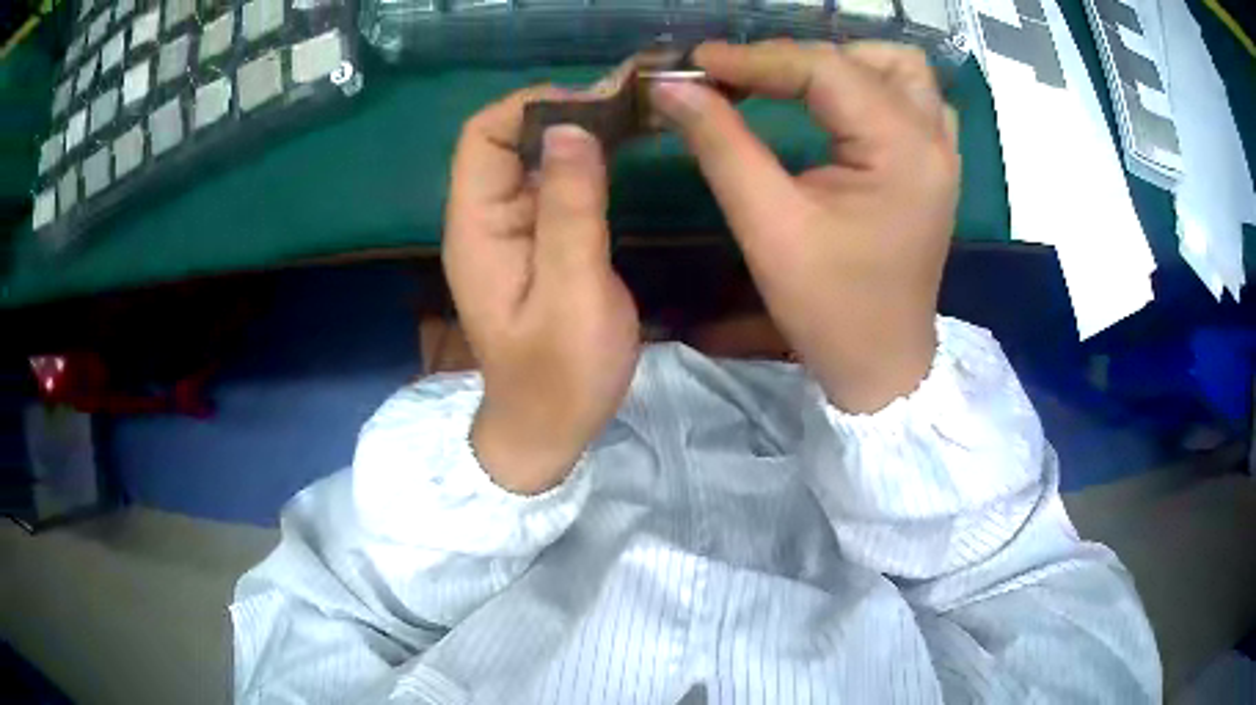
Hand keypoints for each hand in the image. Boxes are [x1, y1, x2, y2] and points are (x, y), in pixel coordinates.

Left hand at [444, 87, 639, 494]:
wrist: (548, 429)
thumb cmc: (559, 376)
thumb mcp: (573, 294)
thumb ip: (569, 209)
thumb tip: (572, 127)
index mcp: (477, 228)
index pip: (483, 136)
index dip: (532, 107)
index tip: (596, 104)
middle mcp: (485, 218)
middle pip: (508, 139)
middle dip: (562, 112)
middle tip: (628, 108)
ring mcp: (510, 229)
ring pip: (533, 157)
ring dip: (577, 133)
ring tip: (633, 121)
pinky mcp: (535, 240)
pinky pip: (552, 184)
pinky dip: (584, 161)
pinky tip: (622, 154)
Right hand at [653, 40, 959, 412]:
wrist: (881, 365)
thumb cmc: (830, 308)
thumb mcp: (769, 226)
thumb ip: (720, 144)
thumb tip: (673, 88)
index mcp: (902, 150)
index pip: (825, 70)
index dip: (755, 58)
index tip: (697, 63)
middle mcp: (932, 138)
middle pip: (866, 58)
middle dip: (796, 58)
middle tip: (741, 79)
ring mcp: (941, 150)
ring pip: (898, 69)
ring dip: (841, 63)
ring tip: (791, 83)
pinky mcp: (933, 164)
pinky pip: (910, 97)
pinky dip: (869, 85)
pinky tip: (837, 103)